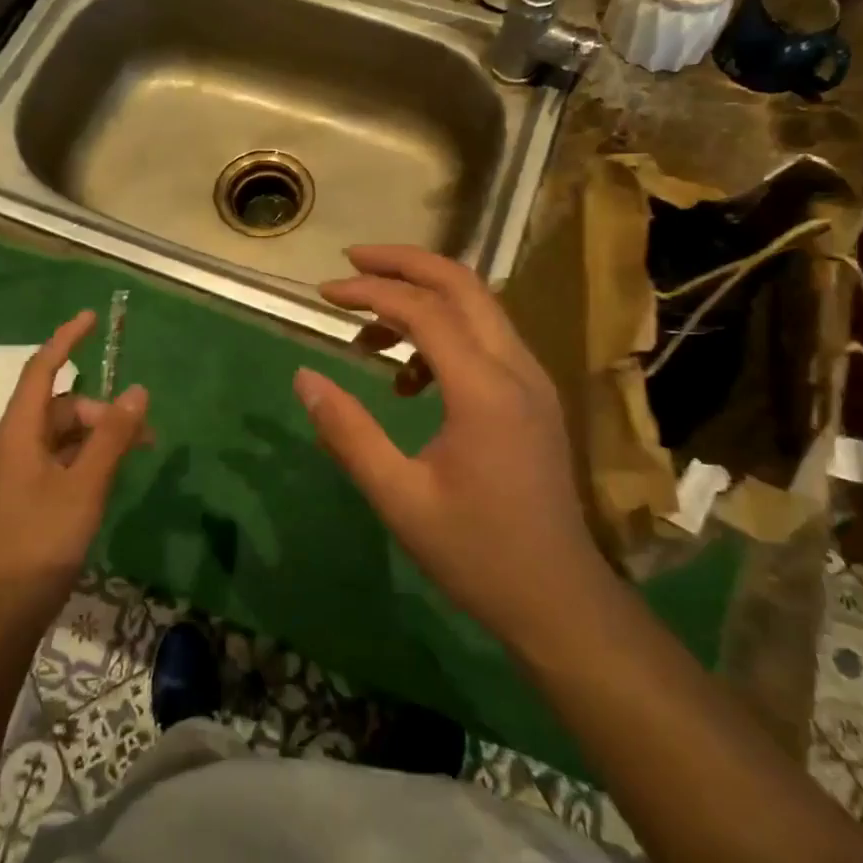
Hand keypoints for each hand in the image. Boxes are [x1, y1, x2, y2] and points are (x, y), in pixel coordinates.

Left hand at [0, 310, 149, 617]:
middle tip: (143, 435)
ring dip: (99, 436)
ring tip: (135, 456)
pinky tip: (109, 477)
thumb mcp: (85, 484)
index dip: (66, 340)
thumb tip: (138, 390)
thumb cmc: (41, 540)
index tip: (90, 318)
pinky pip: (60, 460)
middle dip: (102, 410)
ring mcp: (17, 472)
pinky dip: (87, 458)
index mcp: (18, 433)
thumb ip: (112, 436)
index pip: (41, 369)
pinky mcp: (25, 495)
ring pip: (64, 435)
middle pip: (61, 406)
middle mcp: (14, 444)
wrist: (2, 612)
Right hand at [292, 245, 605, 658]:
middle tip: (351, 263)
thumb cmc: (476, 553)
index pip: (424, 310)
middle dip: (403, 263)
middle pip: (462, 284)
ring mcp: (532, 380)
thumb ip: (348, 432)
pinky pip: (486, 339)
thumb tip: (303, 378)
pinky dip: (443, 334)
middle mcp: (516, 368)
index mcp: (485, 389)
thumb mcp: (398, 497)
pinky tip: (409, 380)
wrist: (559, 599)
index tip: (323, 294)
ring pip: (478, 307)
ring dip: (423, 299)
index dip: (369, 292)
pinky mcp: (534, 396)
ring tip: (367, 331)